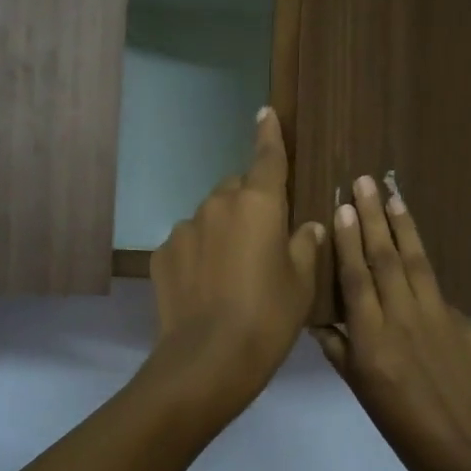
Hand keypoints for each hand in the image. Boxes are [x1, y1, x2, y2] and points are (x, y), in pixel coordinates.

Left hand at [146, 108, 325, 417]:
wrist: (208, 359)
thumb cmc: (268, 317)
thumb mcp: (301, 282)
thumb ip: (305, 244)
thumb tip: (308, 225)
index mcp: (258, 203)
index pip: (267, 157)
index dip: (268, 133)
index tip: (265, 112)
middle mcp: (218, 205)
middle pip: (236, 189)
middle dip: (249, 204)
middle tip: (262, 241)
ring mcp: (185, 228)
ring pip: (210, 218)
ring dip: (222, 231)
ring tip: (232, 273)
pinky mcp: (162, 254)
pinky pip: (188, 243)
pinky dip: (199, 254)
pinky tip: (206, 287)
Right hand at [314, 176, 470, 470]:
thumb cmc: (406, 432)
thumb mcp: (363, 394)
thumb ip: (341, 352)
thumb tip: (322, 319)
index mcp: (372, 341)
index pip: (355, 278)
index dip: (347, 240)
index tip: (342, 206)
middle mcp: (404, 319)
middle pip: (385, 258)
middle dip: (373, 216)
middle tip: (365, 181)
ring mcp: (440, 318)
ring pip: (416, 261)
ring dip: (403, 225)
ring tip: (394, 194)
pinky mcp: (468, 323)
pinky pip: (438, 289)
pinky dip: (424, 264)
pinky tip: (416, 248)